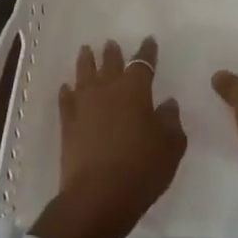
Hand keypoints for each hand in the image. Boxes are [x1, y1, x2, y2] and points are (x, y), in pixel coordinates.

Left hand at [34, 38, 186, 237]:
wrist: (97, 196)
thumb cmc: (141, 169)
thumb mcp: (170, 147)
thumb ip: (171, 121)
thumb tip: (167, 103)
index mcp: (135, 90)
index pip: (143, 63)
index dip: (147, 51)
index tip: (149, 41)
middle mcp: (108, 89)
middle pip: (110, 62)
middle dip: (113, 52)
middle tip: (111, 44)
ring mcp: (84, 104)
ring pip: (84, 74)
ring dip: (87, 61)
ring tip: (86, 51)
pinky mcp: (67, 123)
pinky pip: (66, 99)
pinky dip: (67, 91)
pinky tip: (66, 87)